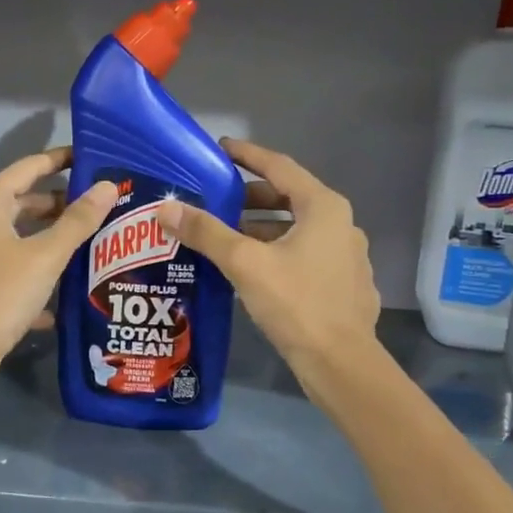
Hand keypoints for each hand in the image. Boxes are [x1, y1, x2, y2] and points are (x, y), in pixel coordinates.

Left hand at [0, 148, 116, 393]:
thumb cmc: (2, 293)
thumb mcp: (46, 256)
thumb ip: (78, 221)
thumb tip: (108, 186)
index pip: (25, 169)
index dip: (56, 160)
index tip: (85, 157)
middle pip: (17, 204)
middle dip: (53, 205)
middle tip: (89, 208)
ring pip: (12, 241)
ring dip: (44, 242)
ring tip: (80, 248)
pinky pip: (5, 274)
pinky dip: (30, 278)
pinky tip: (55, 303)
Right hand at [153, 138, 380, 375]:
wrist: (340, 363)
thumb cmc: (296, 303)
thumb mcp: (245, 263)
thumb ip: (206, 232)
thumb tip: (166, 208)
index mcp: (323, 207)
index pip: (279, 167)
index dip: (247, 155)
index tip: (219, 149)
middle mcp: (341, 224)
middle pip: (289, 198)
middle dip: (251, 197)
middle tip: (216, 200)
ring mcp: (346, 256)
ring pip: (296, 230)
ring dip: (261, 228)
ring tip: (225, 237)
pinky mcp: (343, 284)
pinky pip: (304, 255)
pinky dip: (277, 252)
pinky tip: (252, 270)